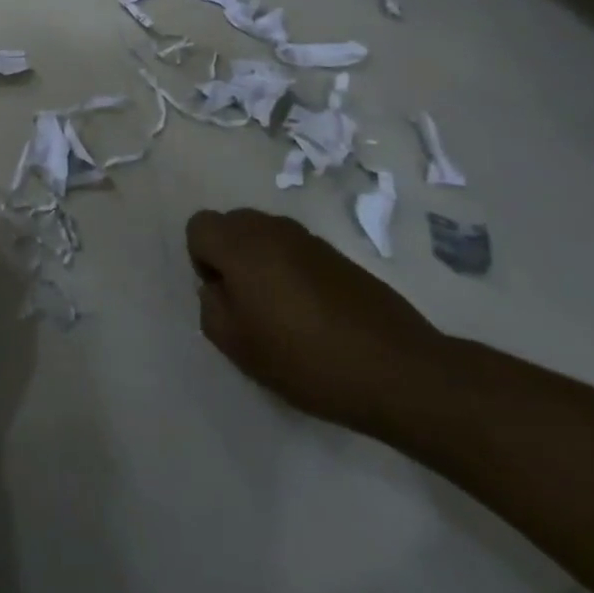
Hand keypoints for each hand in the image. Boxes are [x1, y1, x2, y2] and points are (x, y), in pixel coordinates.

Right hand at [186, 208, 448, 434]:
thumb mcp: (237, 345)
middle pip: (231, 224)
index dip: (200, 260)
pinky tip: (311, 314)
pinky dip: (290, 271)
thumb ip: (210, 307)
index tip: (223, 297)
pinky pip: (294, 250)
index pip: (198, 226)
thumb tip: (217, 287)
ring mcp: (308, 238)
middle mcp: (271, 228)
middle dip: (229, 257)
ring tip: (279, 312)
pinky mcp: (336, 254)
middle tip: (246, 305)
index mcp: (242, 244)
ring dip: (261, 263)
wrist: (395, 367)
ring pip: (264, 236)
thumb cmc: (304, 358)